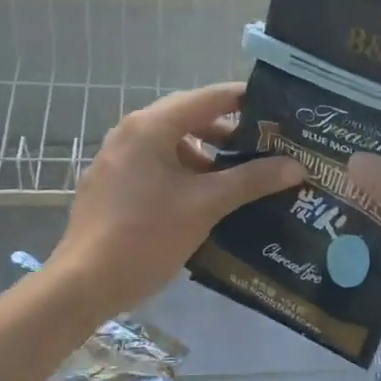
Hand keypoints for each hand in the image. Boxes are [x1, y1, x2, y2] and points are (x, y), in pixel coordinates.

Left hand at [51, 83, 303, 320]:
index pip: (209, 98)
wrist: (84, 282)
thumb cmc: (147, 236)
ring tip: (241, 177)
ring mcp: (117, 157)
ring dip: (207, 156)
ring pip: (173, 144)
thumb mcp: (205, 205)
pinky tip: (206, 199)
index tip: (280, 111)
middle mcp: (131, 131)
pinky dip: (184, 172)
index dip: (247, 101)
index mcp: (151, 126)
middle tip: (268, 146)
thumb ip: (251, 180)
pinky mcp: (112, 183)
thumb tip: (296, 166)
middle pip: (190, 118)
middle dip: (230, 132)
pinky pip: (156, 164)